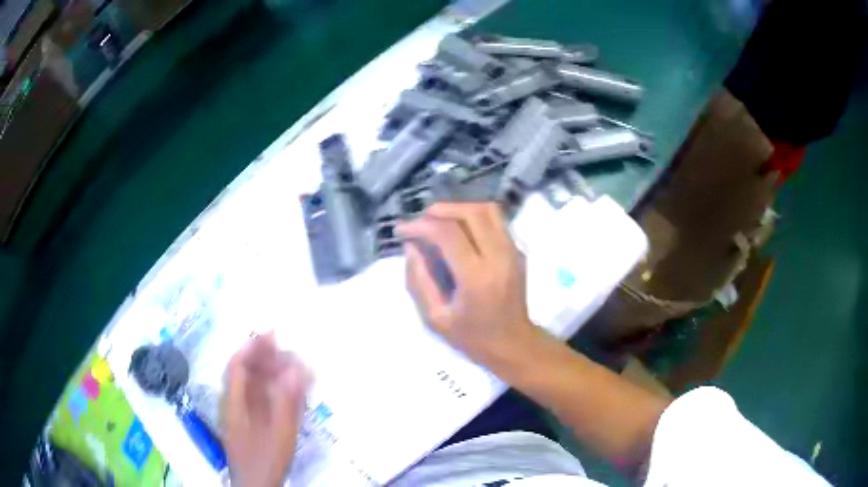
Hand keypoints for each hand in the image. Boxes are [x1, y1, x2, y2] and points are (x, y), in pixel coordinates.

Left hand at [223, 333, 310, 486]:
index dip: (252, 347)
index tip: (271, 333)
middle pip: (246, 373)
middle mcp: (236, 404)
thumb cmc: (265, 460)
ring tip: (295, 365)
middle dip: (265, 357)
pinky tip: (289, 389)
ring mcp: (243, 415)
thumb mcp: (279, 433)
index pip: (238, 366)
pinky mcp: (252, 424)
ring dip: (272, 372)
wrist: (257, 485)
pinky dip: (275, 390)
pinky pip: (261, 400)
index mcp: (235, 403)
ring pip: (254, 386)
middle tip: (289, 348)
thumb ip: (287, 402)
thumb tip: (296, 369)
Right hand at [396, 202, 535, 368]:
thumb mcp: (436, 318)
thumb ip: (419, 280)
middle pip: (471, 213)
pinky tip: (459, 230)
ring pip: (487, 210)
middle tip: (420, 222)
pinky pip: (496, 220)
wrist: (513, 344)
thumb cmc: (473, 337)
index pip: (448, 233)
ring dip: (459, 209)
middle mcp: (498, 257)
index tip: (403, 230)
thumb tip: (411, 246)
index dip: (421, 225)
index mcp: (477, 277)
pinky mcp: (518, 250)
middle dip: (440, 210)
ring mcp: (513, 251)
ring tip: (438, 221)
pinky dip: (474, 216)